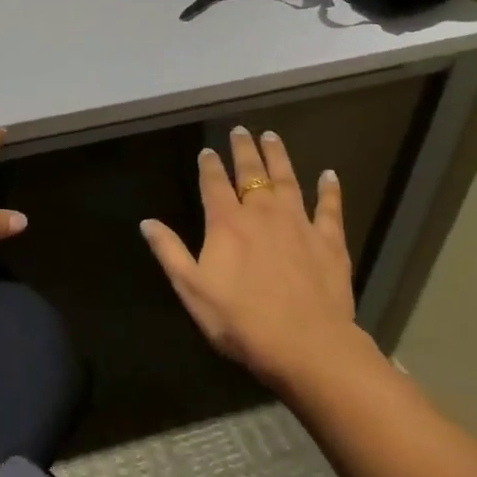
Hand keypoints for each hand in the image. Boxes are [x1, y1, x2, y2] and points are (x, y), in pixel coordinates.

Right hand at [141, 127, 368, 392]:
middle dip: (244, 150)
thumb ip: (169, 252)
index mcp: (226, 223)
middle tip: (241, 130)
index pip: (213, 184)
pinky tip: (330, 175)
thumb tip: (146, 222)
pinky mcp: (329, 242)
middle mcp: (262, 214)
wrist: (307, 346)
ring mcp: (299, 224)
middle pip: (251, 173)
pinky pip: (330, 209)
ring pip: (287, 181)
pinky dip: (330, 190)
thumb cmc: (241, 320)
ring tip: (272, 136)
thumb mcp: (192, 290)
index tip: (207, 151)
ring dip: (279, 157)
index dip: (208, 165)